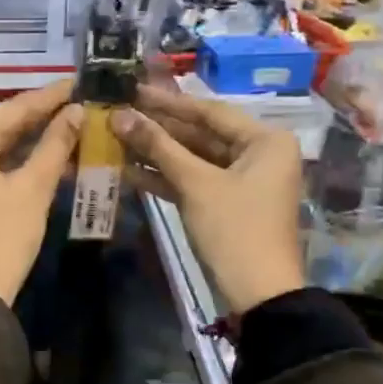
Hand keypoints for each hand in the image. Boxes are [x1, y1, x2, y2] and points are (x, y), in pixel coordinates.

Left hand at [0, 80, 83, 305]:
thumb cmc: (2, 235)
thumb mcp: (33, 187)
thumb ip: (55, 145)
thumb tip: (76, 112)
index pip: (14, 108)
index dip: (49, 97)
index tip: (79, 82)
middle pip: (2, 124)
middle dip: (41, 117)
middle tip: (79, 102)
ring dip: (32, 140)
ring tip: (71, 126)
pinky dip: (16, 161)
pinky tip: (48, 157)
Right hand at [111, 86, 305, 313]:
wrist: (258, 293)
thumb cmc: (235, 229)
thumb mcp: (196, 184)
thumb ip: (158, 147)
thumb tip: (119, 116)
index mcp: (265, 140)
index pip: (210, 111)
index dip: (168, 102)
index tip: (133, 90)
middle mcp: (259, 153)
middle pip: (201, 134)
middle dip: (159, 129)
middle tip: (119, 113)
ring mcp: (243, 180)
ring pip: (194, 158)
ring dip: (157, 153)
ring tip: (117, 138)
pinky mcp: (227, 203)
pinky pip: (195, 181)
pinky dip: (166, 177)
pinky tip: (130, 169)